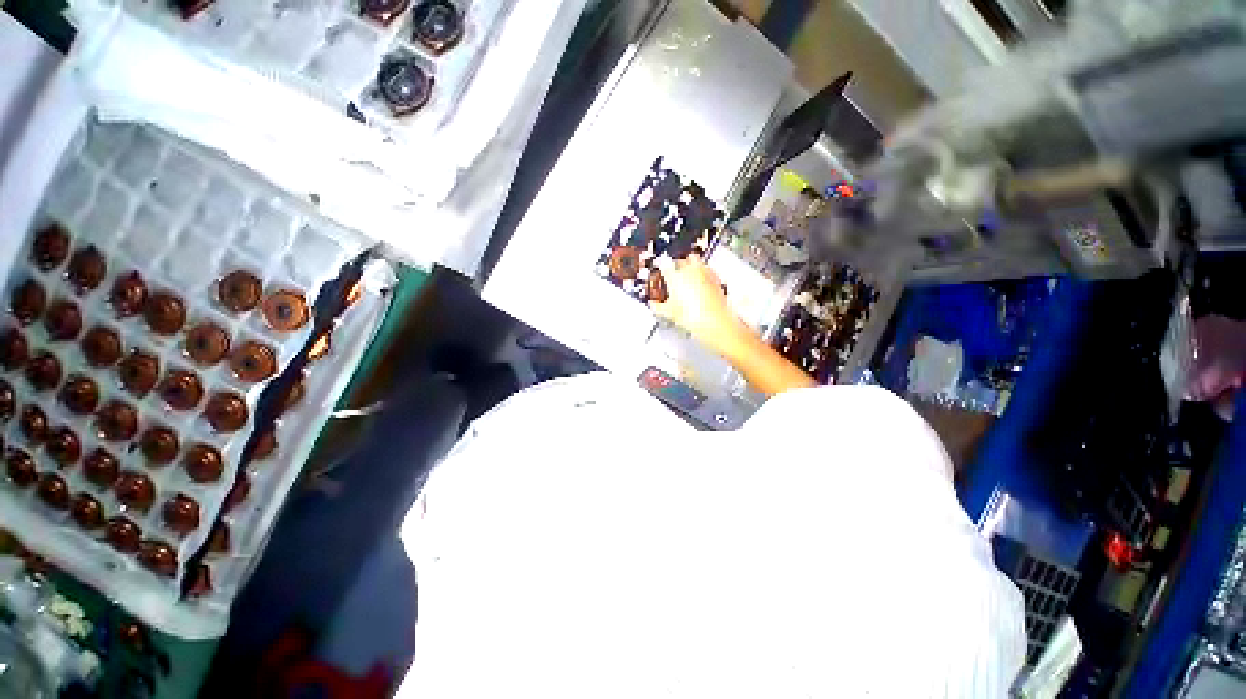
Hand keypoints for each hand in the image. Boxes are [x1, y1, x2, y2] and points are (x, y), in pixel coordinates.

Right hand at [650, 255, 741, 351]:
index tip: (661, 272)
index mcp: (675, 276)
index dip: (661, 268)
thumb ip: (657, 307)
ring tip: (687, 277)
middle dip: (676, 265)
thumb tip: (654, 305)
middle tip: (673, 275)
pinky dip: (702, 273)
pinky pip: (706, 269)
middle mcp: (690, 270)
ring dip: (690, 266)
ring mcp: (704, 272)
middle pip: (681, 260)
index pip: (664, 265)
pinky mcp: (715, 278)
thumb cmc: (693, 316)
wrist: (714, 322)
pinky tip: (700, 283)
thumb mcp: (669, 313)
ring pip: (695, 261)